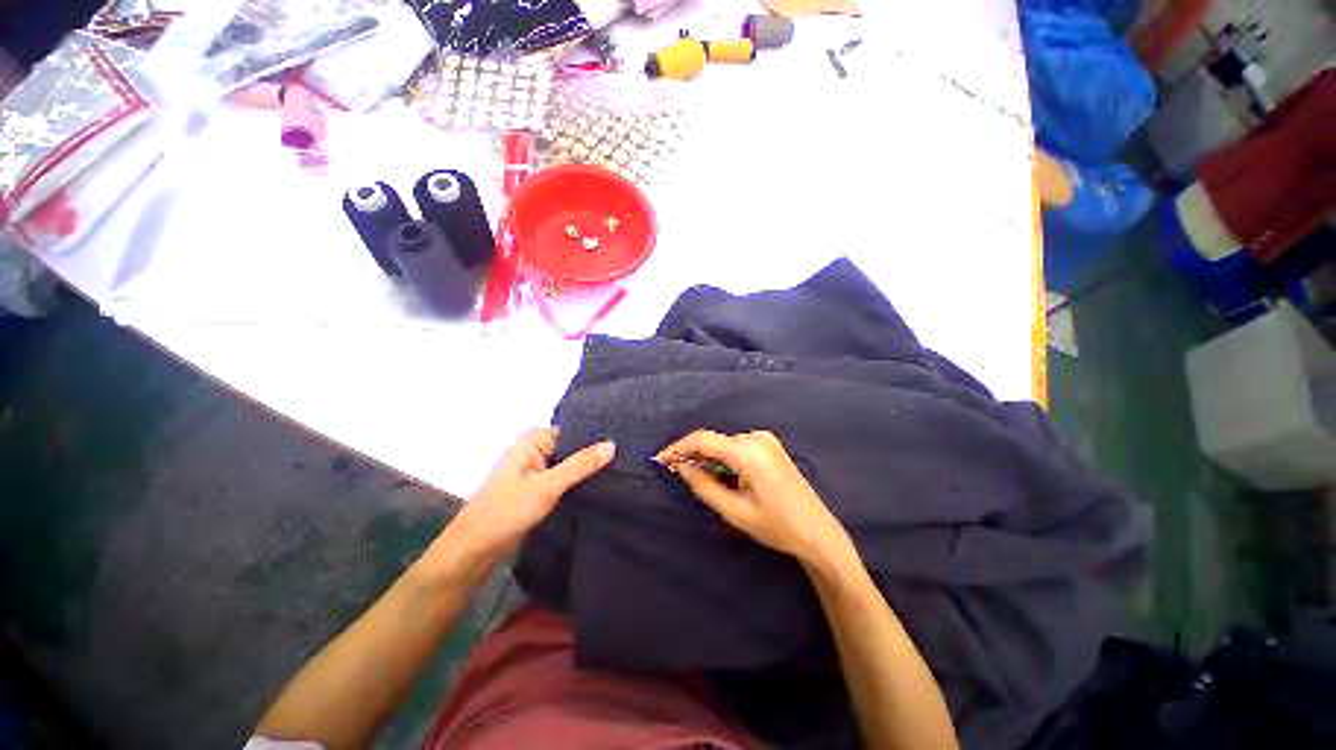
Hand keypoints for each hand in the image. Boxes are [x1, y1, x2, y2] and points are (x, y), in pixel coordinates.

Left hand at [453, 427, 614, 557]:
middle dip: (594, 455)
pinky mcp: (539, 486)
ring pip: (570, 464)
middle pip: (573, 447)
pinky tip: (601, 483)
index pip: (574, 431)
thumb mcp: (547, 485)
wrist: (476, 549)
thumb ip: (580, 464)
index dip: (596, 438)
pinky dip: (579, 481)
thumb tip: (612, 444)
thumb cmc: (506, 510)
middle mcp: (536, 448)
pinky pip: (565, 478)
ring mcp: (537, 469)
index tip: (623, 444)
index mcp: (533, 439)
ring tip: (620, 470)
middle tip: (626, 459)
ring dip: (588, 469)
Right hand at [655, 430, 853, 567]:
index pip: (703, 440)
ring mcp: (765, 439)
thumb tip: (680, 466)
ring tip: (692, 474)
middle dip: (691, 454)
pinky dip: (721, 457)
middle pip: (713, 440)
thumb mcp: (733, 510)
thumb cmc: (776, 526)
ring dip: (706, 456)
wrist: (817, 532)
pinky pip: (736, 446)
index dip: (678, 447)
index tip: (660, 460)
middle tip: (673, 470)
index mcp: (748, 450)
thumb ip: (702, 485)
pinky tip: (715, 472)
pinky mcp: (769, 445)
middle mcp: (756, 436)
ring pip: (723, 443)